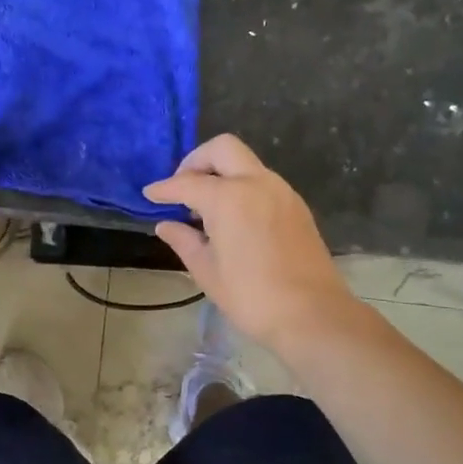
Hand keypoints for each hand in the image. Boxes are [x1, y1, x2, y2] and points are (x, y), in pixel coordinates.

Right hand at [143, 134, 357, 351]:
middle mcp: (257, 183)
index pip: (187, 183)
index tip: (149, 194)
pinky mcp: (297, 206)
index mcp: (229, 198)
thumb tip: (166, 225)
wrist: (313, 314)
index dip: (164, 188)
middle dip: (197, 161)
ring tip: (206, 207)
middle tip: (182, 187)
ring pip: (245, 163)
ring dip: (222, 173)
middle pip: (222, 148)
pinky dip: (242, 187)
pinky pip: (262, 181)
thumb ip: (184, 241)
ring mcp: (281, 192)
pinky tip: (233, 217)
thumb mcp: (207, 271)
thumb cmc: (251, 296)